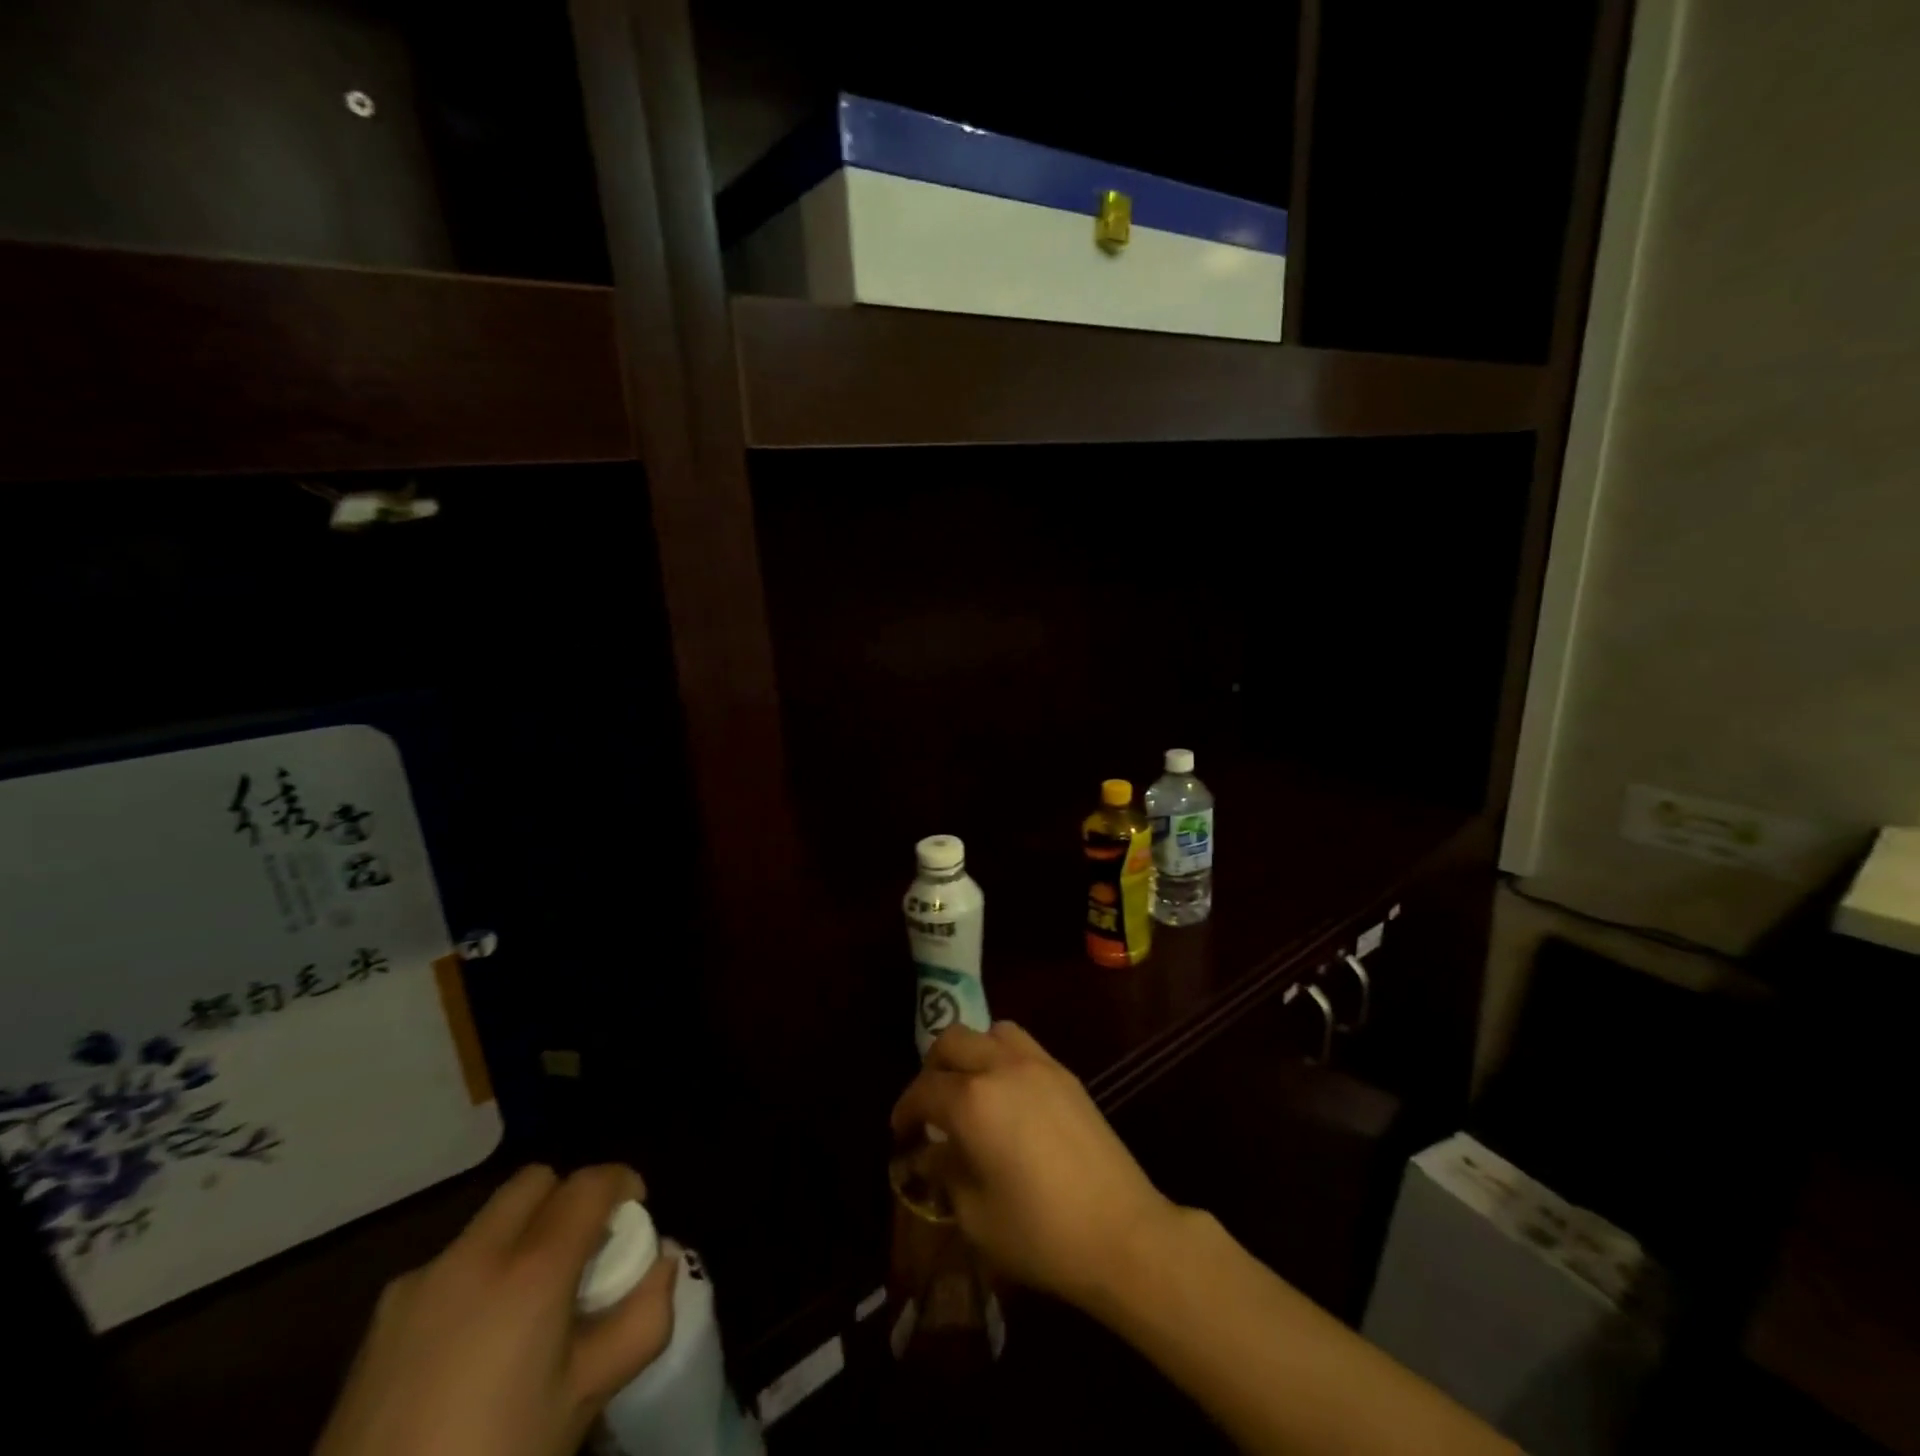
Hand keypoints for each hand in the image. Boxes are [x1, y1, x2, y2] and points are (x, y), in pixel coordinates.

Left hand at [315, 1164, 675, 1455]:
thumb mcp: (586, 1398)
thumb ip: (642, 1319)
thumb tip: (661, 1263)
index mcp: (531, 1269)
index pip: (590, 1183)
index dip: (622, 1184)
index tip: (635, 1214)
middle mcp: (474, 1255)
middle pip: (535, 1181)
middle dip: (568, 1198)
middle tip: (583, 1252)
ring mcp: (419, 1282)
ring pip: (490, 1220)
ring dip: (522, 1234)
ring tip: (527, 1304)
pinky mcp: (379, 1319)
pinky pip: (449, 1265)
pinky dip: (478, 1274)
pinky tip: (472, 1343)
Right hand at [891, 1022, 1181, 1311]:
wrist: (1122, 1233)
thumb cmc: (1040, 1234)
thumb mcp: (975, 1215)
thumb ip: (945, 1174)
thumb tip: (930, 1154)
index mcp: (972, 1101)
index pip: (924, 1090)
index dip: (905, 1110)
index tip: (901, 1133)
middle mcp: (1001, 1067)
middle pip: (953, 1042)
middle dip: (932, 1069)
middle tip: (930, 1106)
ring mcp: (1038, 1064)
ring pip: (990, 1031)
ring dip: (971, 1052)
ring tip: (970, 1089)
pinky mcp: (1065, 1073)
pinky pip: (1022, 1044)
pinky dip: (1002, 1056)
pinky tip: (1007, 1096)